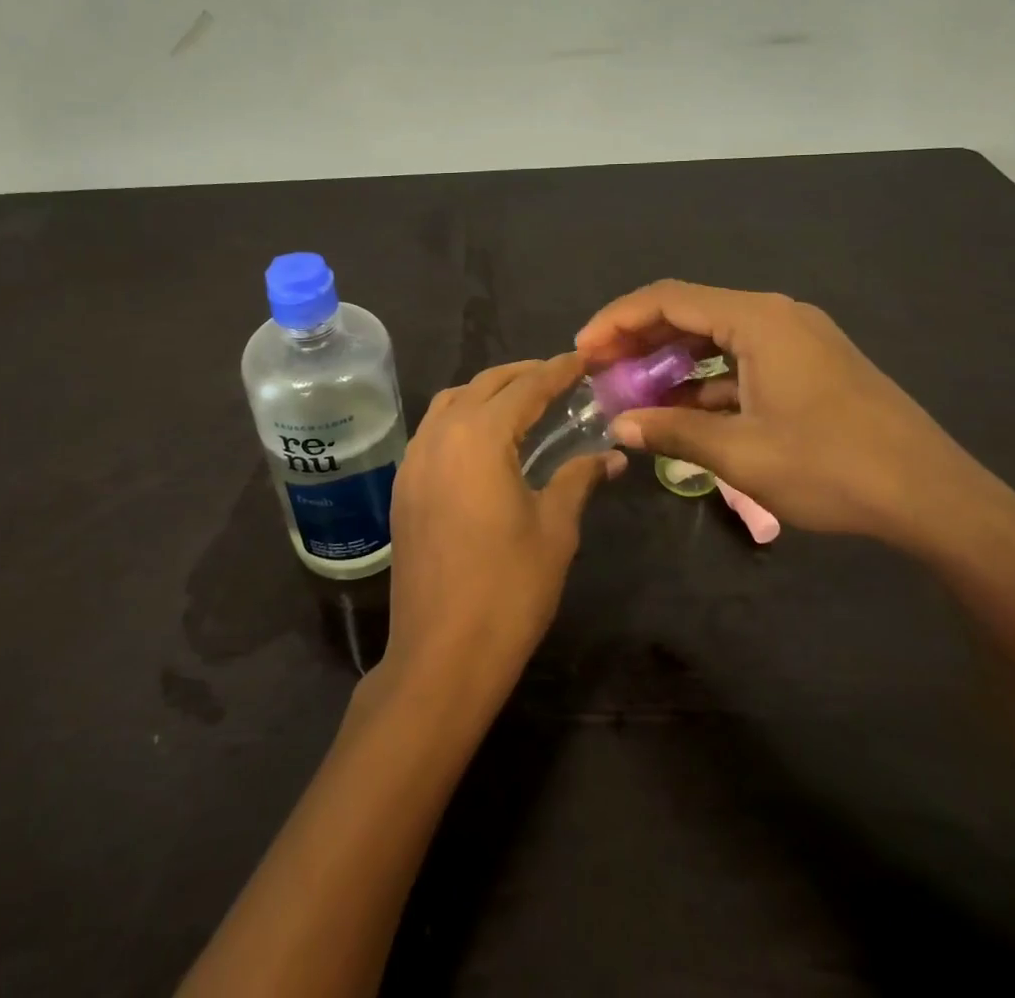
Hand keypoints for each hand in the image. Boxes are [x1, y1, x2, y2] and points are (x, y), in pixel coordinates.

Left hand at [380, 355, 622, 700]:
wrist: (441, 654)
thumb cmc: (508, 589)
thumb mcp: (555, 529)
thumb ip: (579, 479)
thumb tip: (611, 455)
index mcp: (479, 436)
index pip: (526, 387)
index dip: (558, 370)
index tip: (584, 359)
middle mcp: (440, 435)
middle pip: (484, 384)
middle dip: (522, 374)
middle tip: (559, 376)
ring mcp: (415, 460)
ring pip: (451, 402)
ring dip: (487, 392)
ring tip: (523, 401)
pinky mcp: (403, 486)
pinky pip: (433, 430)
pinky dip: (462, 417)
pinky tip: (485, 439)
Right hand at [576, 280, 1014, 556]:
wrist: (934, 496)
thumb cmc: (833, 468)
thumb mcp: (742, 454)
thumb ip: (673, 432)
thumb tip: (619, 425)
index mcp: (758, 319)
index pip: (669, 299)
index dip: (617, 321)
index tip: (582, 351)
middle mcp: (777, 314)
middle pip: (691, 310)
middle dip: (640, 338)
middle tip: (600, 370)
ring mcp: (798, 338)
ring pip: (716, 335)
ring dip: (672, 360)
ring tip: (633, 390)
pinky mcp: (811, 364)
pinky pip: (743, 357)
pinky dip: (708, 377)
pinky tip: (685, 409)